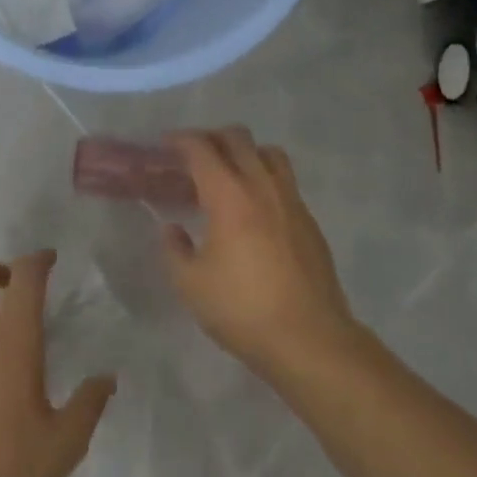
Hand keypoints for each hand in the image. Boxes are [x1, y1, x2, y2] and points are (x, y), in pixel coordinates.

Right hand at [161, 129, 360, 382]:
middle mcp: (262, 185)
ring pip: (269, 153)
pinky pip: (285, 181)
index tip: (166, 145)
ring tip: (229, 174)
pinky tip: (254, 209)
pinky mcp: (309, 220)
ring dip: (245, 152)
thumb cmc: (243, 309)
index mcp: (229, 195)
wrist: (309, 338)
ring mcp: (291, 200)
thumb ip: (175, 250)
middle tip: (194, 156)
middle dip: (212, 137)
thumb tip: (172, 229)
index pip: (202, 149)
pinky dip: (265, 178)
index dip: (181, 140)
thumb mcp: (191, 285)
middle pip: (238, 138)